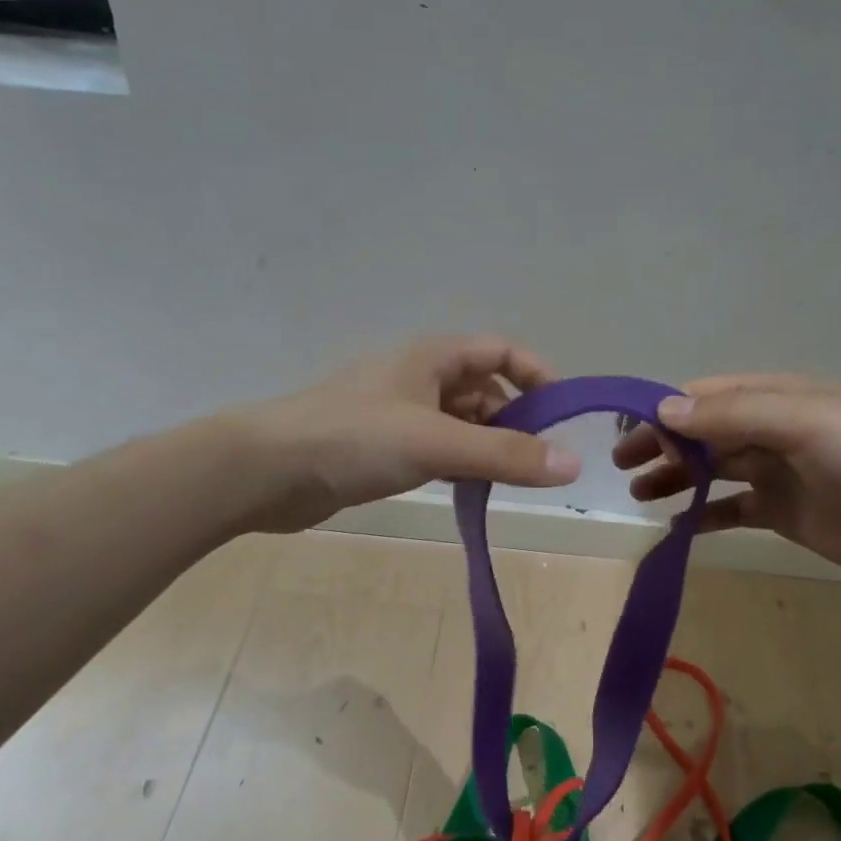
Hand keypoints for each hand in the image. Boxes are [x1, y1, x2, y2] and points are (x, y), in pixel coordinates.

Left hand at [230, 335, 581, 532]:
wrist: (267, 471)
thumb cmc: (354, 439)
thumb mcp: (436, 443)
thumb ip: (505, 454)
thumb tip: (573, 463)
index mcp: (433, 357)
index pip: (502, 351)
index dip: (538, 376)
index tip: (564, 416)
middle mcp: (420, 377)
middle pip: (485, 390)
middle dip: (516, 420)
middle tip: (539, 463)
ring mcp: (400, 413)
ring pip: (462, 423)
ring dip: (488, 447)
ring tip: (510, 482)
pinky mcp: (384, 447)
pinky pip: (439, 448)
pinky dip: (460, 464)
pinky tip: (470, 490)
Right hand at [613, 374, 840, 582]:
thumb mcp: (802, 423)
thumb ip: (732, 416)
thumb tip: (663, 411)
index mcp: (773, 399)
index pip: (704, 398)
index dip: (664, 412)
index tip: (626, 433)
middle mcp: (769, 431)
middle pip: (702, 435)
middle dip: (662, 446)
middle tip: (621, 467)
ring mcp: (776, 474)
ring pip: (712, 471)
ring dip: (675, 479)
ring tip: (639, 495)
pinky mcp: (784, 514)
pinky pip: (733, 511)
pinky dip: (704, 517)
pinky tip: (677, 528)